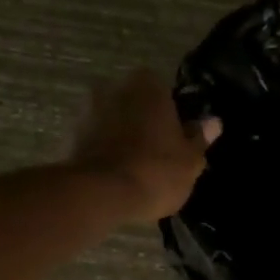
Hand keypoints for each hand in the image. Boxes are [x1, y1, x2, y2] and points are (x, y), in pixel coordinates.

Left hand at [69, 69, 219, 223]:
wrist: (99, 194)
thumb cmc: (155, 171)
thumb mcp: (190, 160)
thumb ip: (199, 138)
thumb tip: (213, 122)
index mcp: (148, 85)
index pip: (164, 90)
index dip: (171, 113)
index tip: (176, 137)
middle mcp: (113, 87)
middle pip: (134, 103)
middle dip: (142, 122)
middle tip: (156, 153)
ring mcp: (85, 110)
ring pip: (111, 121)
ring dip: (119, 136)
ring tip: (133, 169)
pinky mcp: (67, 136)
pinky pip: (92, 140)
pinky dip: (101, 152)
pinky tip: (113, 177)